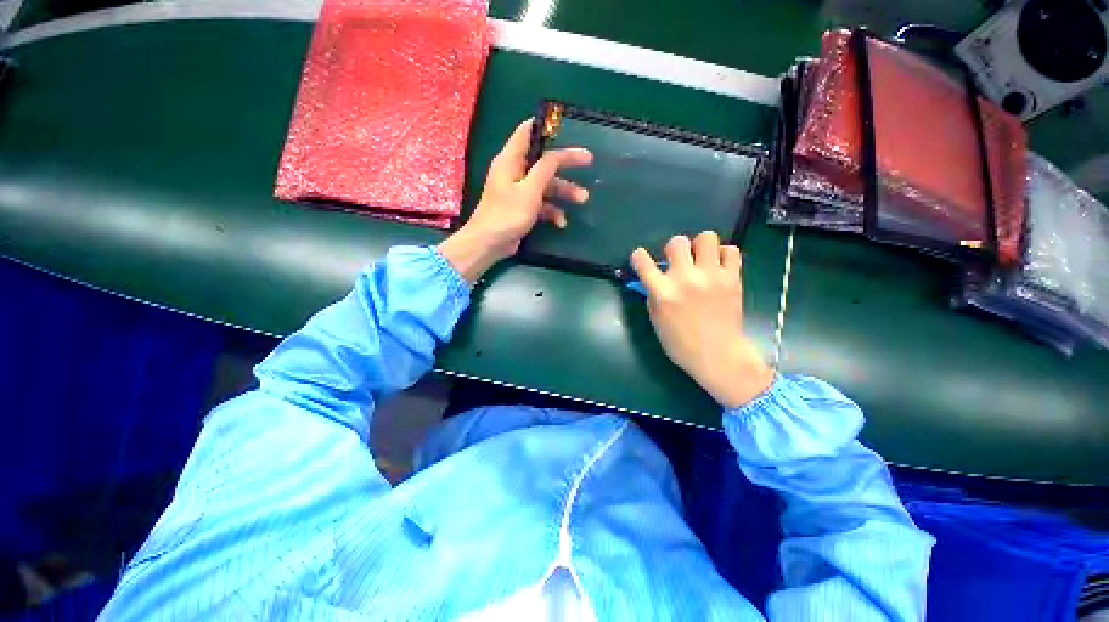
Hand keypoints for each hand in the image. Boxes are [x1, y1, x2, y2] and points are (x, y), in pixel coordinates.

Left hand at [438, 119, 591, 282]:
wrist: (490, 244)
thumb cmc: (508, 214)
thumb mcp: (530, 189)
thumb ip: (545, 168)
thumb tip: (558, 153)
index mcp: (511, 160)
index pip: (527, 132)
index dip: (546, 127)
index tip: (568, 127)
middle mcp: (514, 172)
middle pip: (543, 161)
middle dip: (565, 164)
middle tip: (588, 162)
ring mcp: (519, 191)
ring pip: (546, 184)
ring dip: (564, 191)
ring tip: (583, 199)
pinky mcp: (522, 208)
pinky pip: (541, 204)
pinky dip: (552, 211)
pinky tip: (561, 223)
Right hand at [631, 232, 772, 408]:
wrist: (718, 355)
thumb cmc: (681, 343)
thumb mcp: (657, 320)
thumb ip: (653, 295)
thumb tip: (653, 278)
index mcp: (662, 292)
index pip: (642, 261)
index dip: (639, 256)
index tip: (641, 258)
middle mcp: (685, 279)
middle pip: (677, 242)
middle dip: (674, 249)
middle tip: (679, 262)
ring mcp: (711, 276)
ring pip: (707, 238)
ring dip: (700, 246)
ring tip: (701, 260)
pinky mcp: (733, 278)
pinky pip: (731, 250)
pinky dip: (724, 255)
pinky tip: (719, 267)